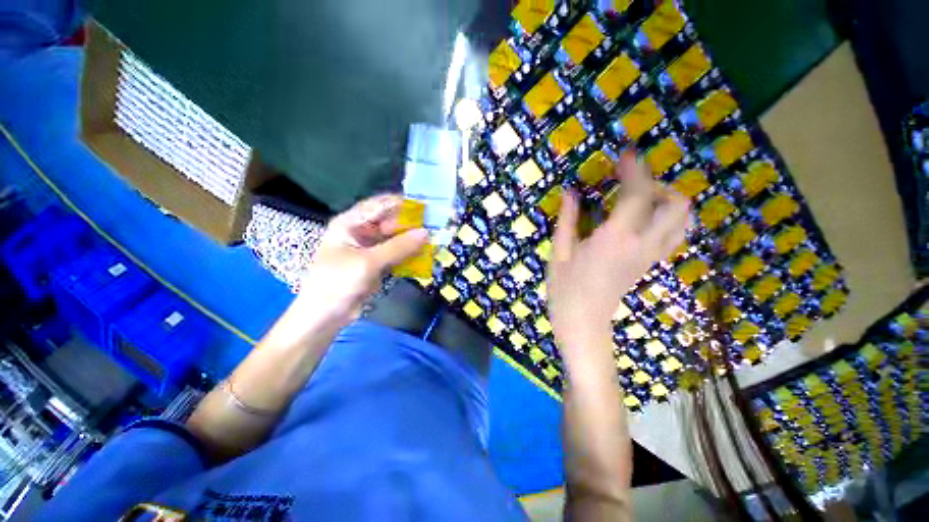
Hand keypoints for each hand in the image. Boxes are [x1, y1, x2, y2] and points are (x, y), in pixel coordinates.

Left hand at [292, 194, 428, 323]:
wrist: (325, 317)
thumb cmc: (338, 282)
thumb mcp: (368, 262)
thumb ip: (398, 247)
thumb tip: (426, 233)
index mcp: (350, 223)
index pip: (379, 205)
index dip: (402, 204)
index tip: (426, 206)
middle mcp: (360, 232)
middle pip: (390, 221)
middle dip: (411, 224)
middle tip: (435, 226)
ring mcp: (369, 249)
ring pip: (395, 238)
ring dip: (412, 239)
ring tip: (434, 239)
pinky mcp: (377, 263)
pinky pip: (396, 254)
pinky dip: (409, 254)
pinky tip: (424, 254)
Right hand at [548, 152, 690, 358]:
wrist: (583, 322)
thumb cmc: (565, 288)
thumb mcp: (559, 252)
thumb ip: (567, 219)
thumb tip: (571, 192)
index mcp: (615, 239)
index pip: (638, 194)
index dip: (635, 169)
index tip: (626, 154)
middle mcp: (642, 245)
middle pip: (676, 205)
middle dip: (659, 185)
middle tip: (630, 185)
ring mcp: (650, 256)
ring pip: (682, 221)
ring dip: (667, 202)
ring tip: (639, 200)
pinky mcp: (650, 263)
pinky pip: (673, 234)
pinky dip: (666, 218)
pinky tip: (640, 219)